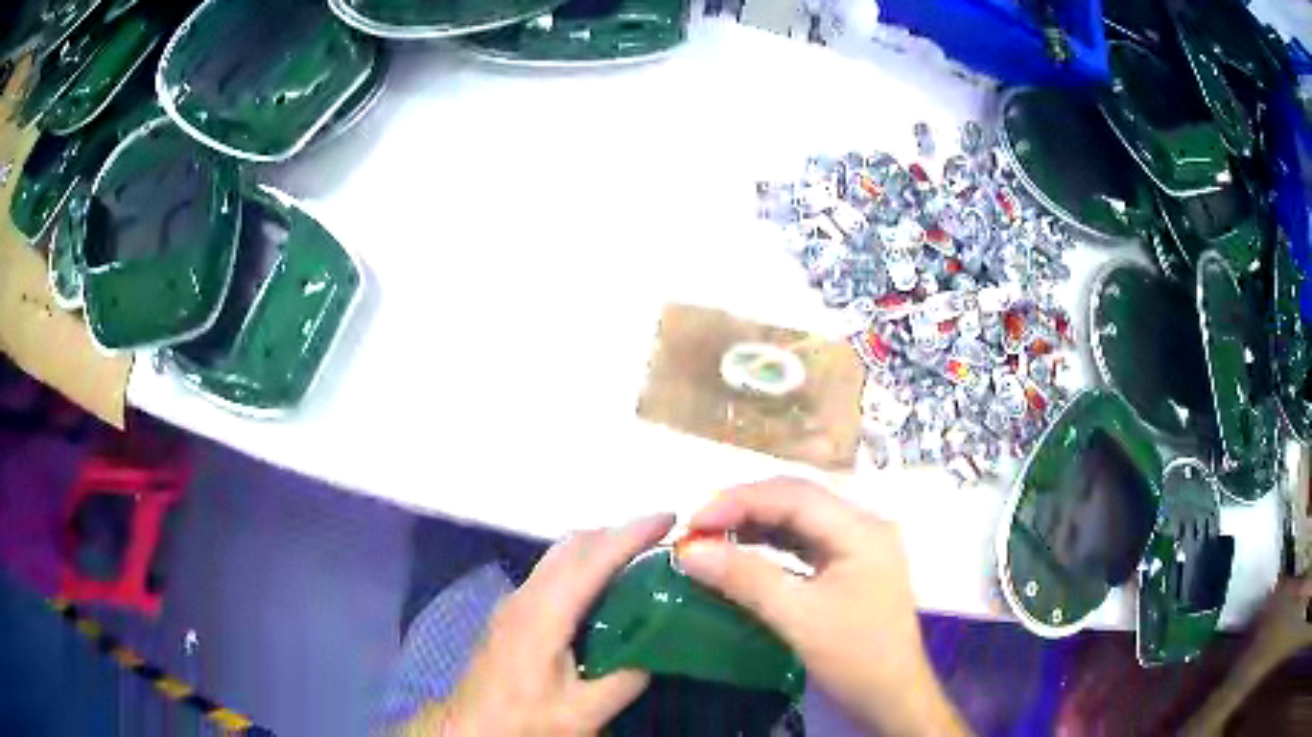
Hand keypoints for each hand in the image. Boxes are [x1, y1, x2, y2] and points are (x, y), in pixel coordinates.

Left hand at [420, 513, 675, 735]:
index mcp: (544, 614)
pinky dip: (584, 564)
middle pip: (573, 545)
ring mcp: (514, 602)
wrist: (472, 727)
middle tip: (662, 538)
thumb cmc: (524, 719)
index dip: (632, 534)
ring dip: (600, 546)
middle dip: (618, 531)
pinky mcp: (511, 613)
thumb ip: (624, 681)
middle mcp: (526, 596)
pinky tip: (602, 589)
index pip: (592, 559)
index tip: (670, 518)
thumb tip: (658, 650)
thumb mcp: (582, 712)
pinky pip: (553, 571)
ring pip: (560, 555)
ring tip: (639, 557)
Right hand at [678, 478, 966, 736]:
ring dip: (755, 524)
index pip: (794, 496)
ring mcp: (859, 545)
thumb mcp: (798, 618)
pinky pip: (805, 543)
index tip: (693, 522)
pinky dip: (770, 544)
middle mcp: (864, 526)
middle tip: (697, 528)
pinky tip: (742, 552)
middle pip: (798, 500)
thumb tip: (688, 550)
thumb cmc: (854, 657)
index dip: (739, 501)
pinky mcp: (851, 566)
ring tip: (711, 537)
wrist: (892, 697)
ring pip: (800, 519)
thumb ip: (745, 578)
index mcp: (862, 529)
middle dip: (744, 508)